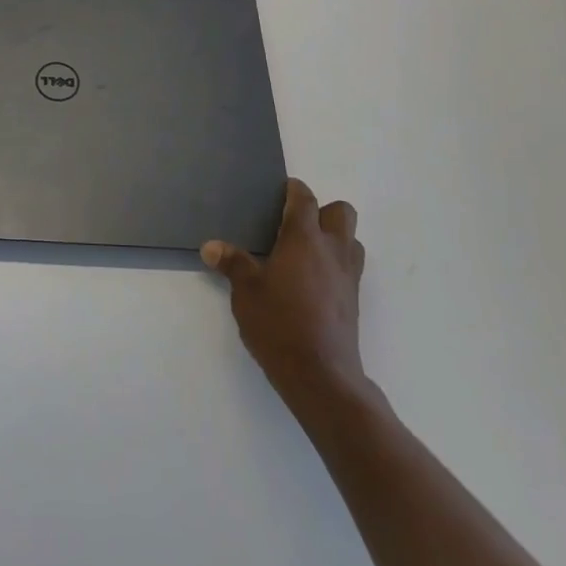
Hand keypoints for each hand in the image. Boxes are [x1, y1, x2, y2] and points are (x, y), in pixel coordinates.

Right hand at [202, 180, 371, 410]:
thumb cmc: (279, 323)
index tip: (280, 192)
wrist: (321, 375)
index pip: (304, 199)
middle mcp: (332, 250)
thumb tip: (210, 246)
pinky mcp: (355, 301)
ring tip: (307, 253)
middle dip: (322, 211)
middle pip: (341, 212)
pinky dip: (336, 265)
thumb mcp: (246, 292)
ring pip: (352, 240)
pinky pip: (351, 267)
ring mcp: (348, 276)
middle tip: (295, 225)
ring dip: (334, 238)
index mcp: (304, 239)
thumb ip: (232, 264)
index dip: (293, 191)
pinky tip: (313, 282)